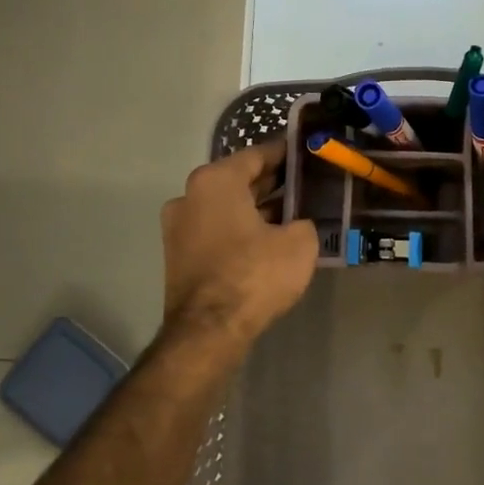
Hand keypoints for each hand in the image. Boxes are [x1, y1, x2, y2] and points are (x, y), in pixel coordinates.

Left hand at [162, 141, 318, 350]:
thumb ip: (303, 221)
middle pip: (238, 181)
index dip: (285, 154)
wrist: (208, 331)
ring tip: (291, 214)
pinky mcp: (178, 255)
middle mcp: (190, 195)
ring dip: (255, 209)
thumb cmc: (254, 274)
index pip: (256, 155)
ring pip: (226, 208)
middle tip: (304, 185)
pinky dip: (240, 230)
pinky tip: (268, 240)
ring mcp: (179, 227)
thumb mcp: (299, 243)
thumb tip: (297, 224)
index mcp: (216, 180)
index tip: (305, 153)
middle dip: (271, 183)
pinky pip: (216, 231)